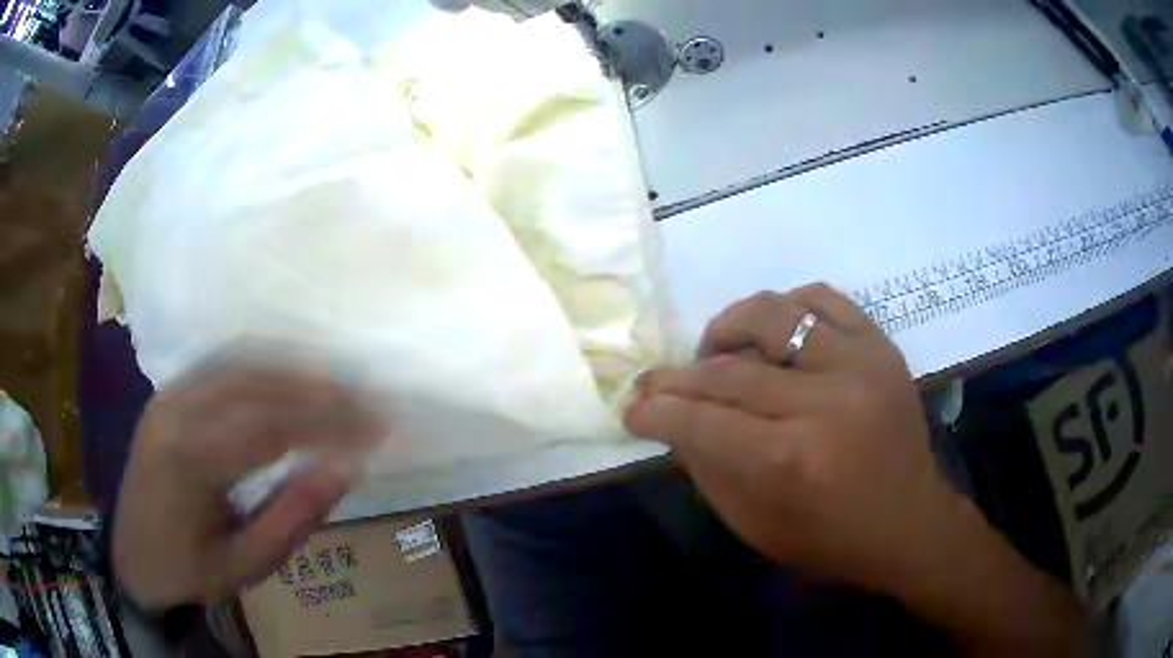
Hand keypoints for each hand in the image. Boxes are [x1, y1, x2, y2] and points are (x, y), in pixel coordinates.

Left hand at [113, 366, 382, 608]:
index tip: (380, 427)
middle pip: (258, 382)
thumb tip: (346, 467)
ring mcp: (169, 393)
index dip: (331, 423)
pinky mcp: (169, 392)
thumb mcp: (247, 564)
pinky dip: (265, 363)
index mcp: (190, 460)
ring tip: (342, 383)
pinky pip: (222, 363)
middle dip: (321, 388)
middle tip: (369, 399)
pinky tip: (292, 374)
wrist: (133, 558)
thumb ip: (293, 515)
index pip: (272, 426)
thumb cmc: (190, 570)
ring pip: (241, 362)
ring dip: (296, 368)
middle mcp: (176, 410)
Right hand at [625, 285, 1084, 655]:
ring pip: (774, 314)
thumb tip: (673, 420)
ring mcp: (861, 365)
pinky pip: (823, 299)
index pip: (701, 421)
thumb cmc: (831, 540)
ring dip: (728, 328)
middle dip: (677, 378)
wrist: (911, 523)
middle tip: (655, 384)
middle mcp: (826, 403)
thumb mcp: (755, 526)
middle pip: (730, 371)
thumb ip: (707, 468)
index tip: (631, 407)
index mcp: (791, 462)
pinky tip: (772, 333)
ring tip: (713, 350)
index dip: (656, 411)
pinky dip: (786, 308)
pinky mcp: (882, 347)